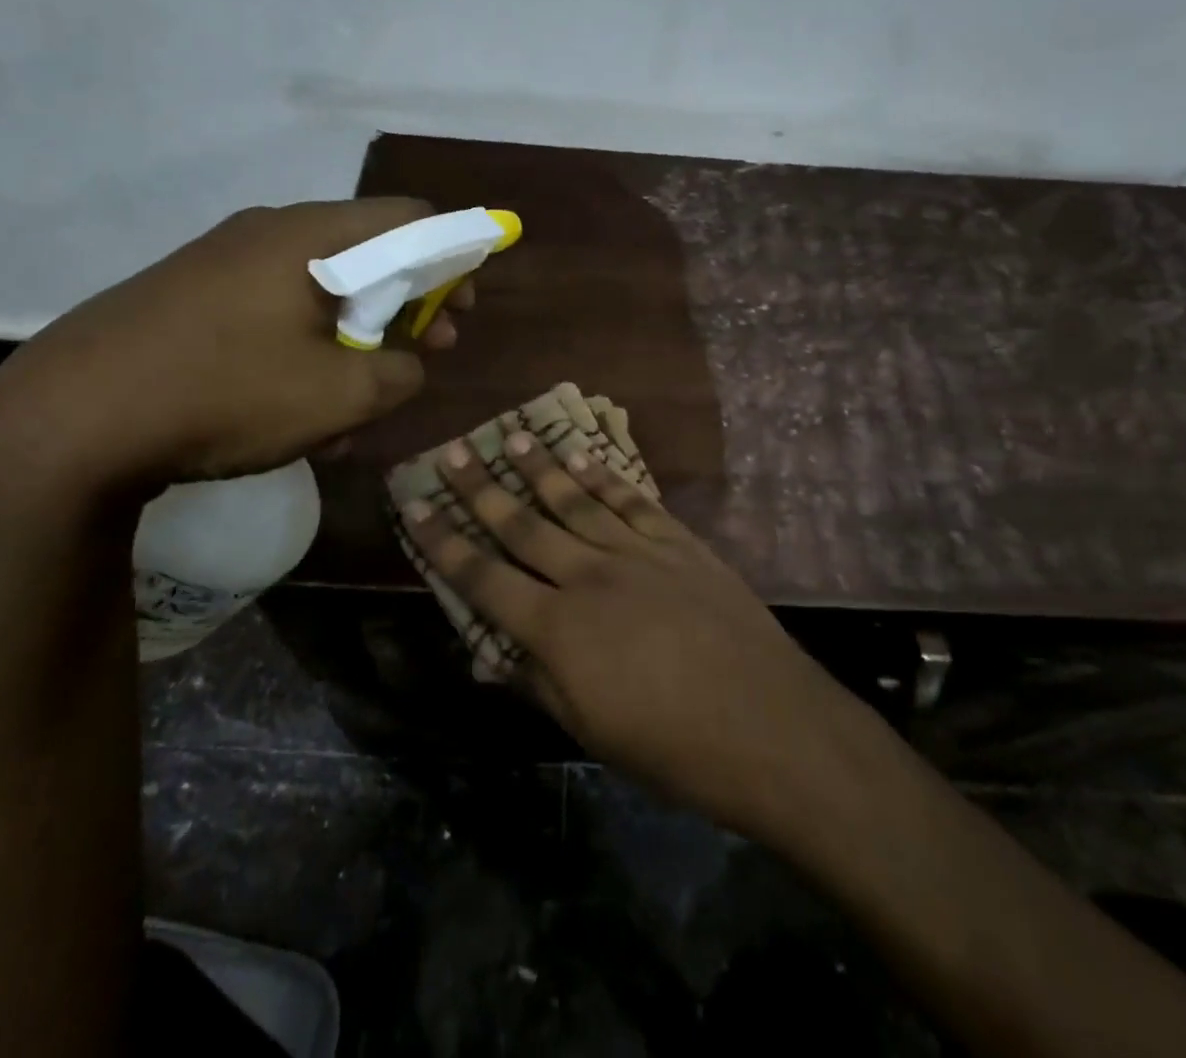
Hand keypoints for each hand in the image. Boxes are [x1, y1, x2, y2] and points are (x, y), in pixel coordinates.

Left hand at [0, 199, 472, 502]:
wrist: (66, 424)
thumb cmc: (225, 394)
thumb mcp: (341, 396)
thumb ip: (401, 371)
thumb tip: (406, 361)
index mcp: (309, 237)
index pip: (409, 216)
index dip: (452, 255)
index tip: (462, 307)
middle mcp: (266, 234)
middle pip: (365, 252)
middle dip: (406, 305)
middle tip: (422, 352)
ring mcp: (219, 264)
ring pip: (317, 292)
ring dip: (353, 340)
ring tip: (352, 405)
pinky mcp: (187, 298)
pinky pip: (270, 313)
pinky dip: (303, 350)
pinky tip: (294, 409)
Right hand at [401, 434, 877, 845]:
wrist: (769, 725)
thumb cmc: (674, 748)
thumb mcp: (591, 730)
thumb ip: (537, 682)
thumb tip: (489, 654)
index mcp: (558, 628)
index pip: (484, 577)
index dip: (445, 541)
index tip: (417, 504)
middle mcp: (589, 576)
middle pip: (524, 524)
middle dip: (482, 488)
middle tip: (452, 452)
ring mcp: (638, 553)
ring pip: (576, 500)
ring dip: (540, 468)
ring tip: (511, 437)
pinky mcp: (679, 543)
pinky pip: (632, 502)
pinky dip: (604, 477)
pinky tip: (583, 457)